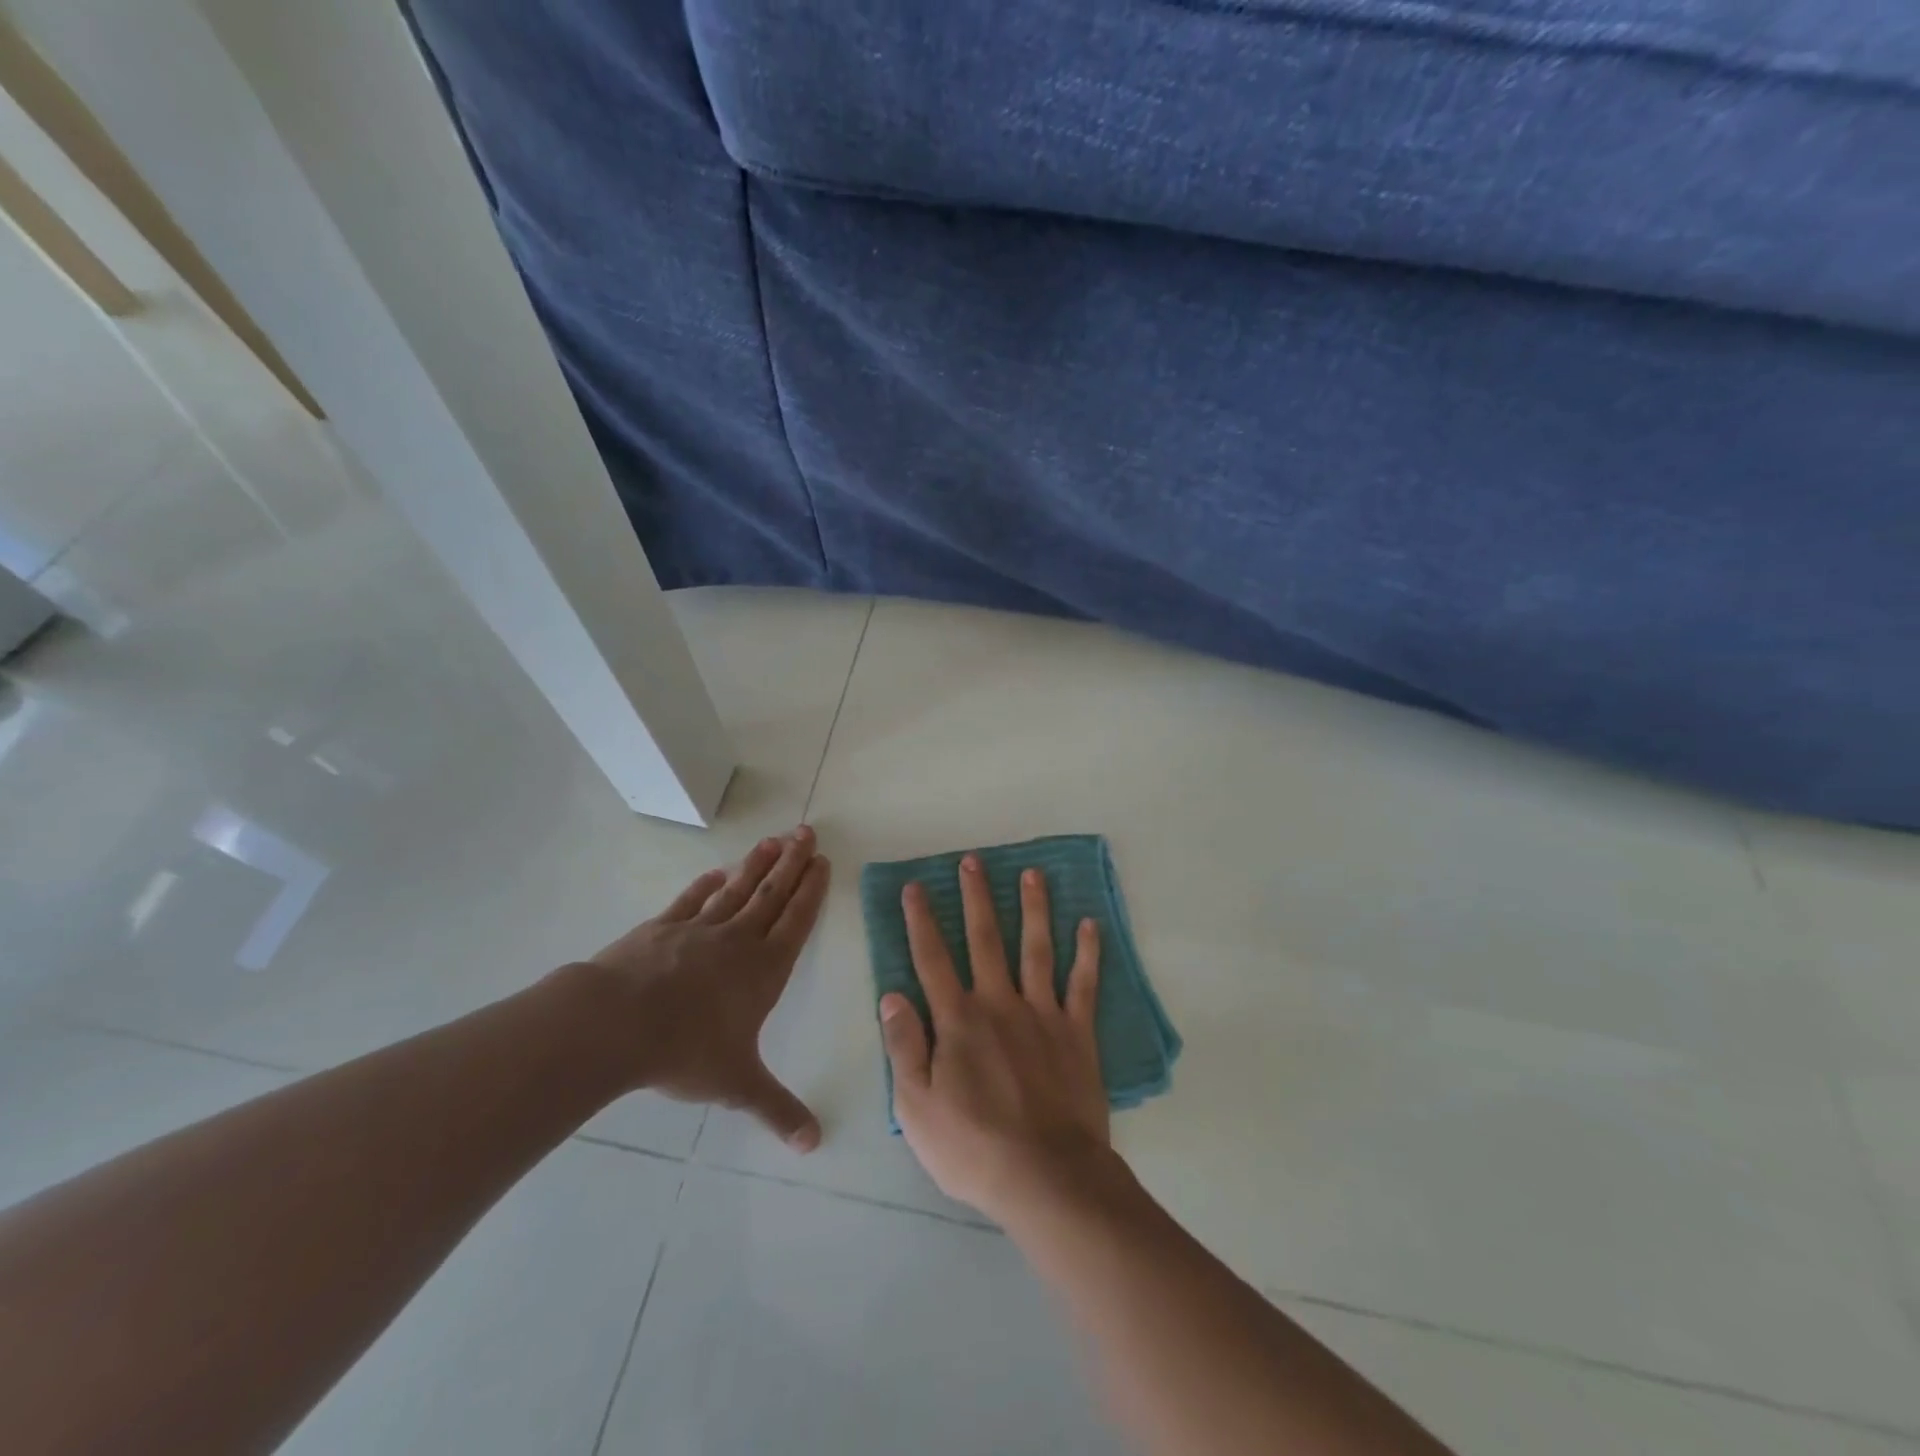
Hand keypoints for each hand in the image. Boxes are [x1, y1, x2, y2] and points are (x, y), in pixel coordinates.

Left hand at [573, 827, 828, 1149]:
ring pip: (737, 889)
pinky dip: (707, 885)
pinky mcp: (662, 928)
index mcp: (764, 969)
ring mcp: (699, 929)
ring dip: (757, 864)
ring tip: (774, 839)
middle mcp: (738, 941)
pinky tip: (717, 873)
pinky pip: (692, 900)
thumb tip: (814, 1143)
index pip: (796, 921)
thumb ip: (777, 1109)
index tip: (822, 862)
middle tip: (807, 831)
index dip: (811, 891)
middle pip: (772, 894)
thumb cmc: (686, 1050)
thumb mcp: (738, 1084)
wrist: (616, 1024)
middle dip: (792, 863)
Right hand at [879, 854, 1107, 1222]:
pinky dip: (1087, 953)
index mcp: (958, 1020)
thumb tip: (891, 995)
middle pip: (985, 939)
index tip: (915, 887)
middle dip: (976, 897)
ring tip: (1032, 873)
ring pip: (1036, 949)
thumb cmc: (973, 1147)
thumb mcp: (916, 1107)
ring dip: (1033, 908)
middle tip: (973, 861)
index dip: (921, 921)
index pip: (932, 959)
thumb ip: (903, 1047)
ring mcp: (1042, 1014)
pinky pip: (1083, 984)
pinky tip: (1090, 924)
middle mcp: (999, 1003)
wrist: (1047, 1177)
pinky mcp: (1077, 1032)